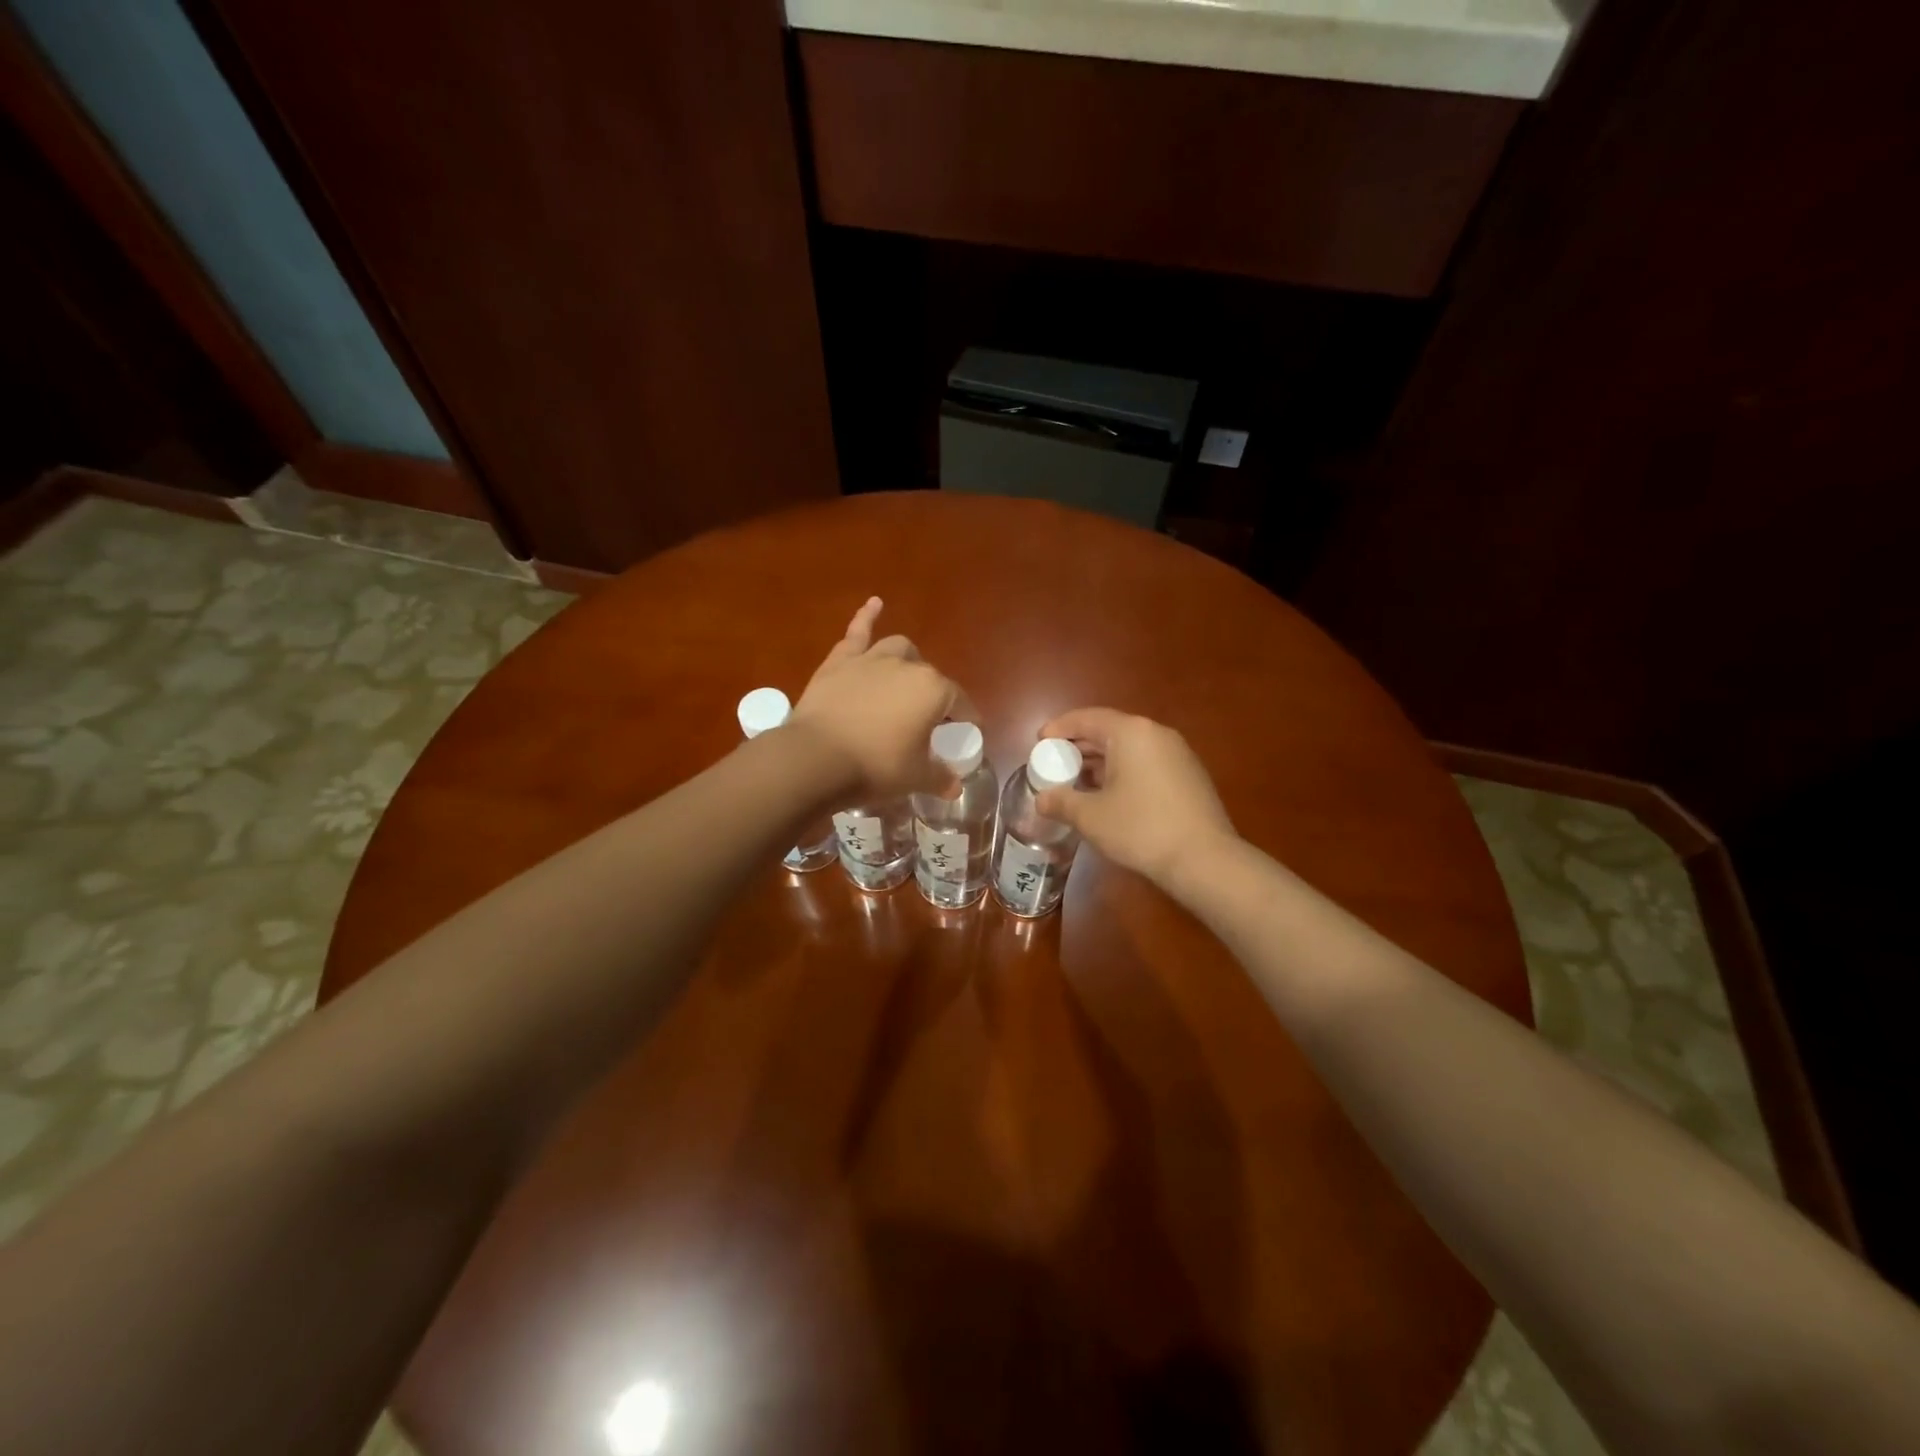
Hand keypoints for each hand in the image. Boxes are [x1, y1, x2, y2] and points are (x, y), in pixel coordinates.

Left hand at [790, 597, 958, 796]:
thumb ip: (939, 778)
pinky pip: (857, 632)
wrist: (818, 758)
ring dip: (906, 659)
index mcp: (934, 690)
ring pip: (898, 648)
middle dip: (932, 693)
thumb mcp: (915, 778)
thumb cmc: (876, 767)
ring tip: (905, 673)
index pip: (958, 701)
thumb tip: (954, 786)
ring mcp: (871, 659)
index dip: (964, 717)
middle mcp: (907, 666)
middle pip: (928, 675)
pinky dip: (866, 616)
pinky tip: (874, 604)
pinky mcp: (840, 661)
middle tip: (925, 717)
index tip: (964, 731)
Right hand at [1035, 708, 1237, 886]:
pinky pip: (1146, 763)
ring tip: (1077, 781)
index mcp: (1131, 733)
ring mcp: (1177, 754)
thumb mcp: (1091, 817)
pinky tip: (1109, 796)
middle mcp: (1156, 734)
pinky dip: (1122, 772)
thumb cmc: (1141, 829)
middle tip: (1054, 763)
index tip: (1039, 741)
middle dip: (1079, 746)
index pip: (1087, 718)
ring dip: (1100, 761)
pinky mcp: (1189, 776)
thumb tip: (1042, 799)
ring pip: (1129, 748)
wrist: (1204, 859)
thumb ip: (1061, 802)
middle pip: (1109, 730)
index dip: (1059, 728)